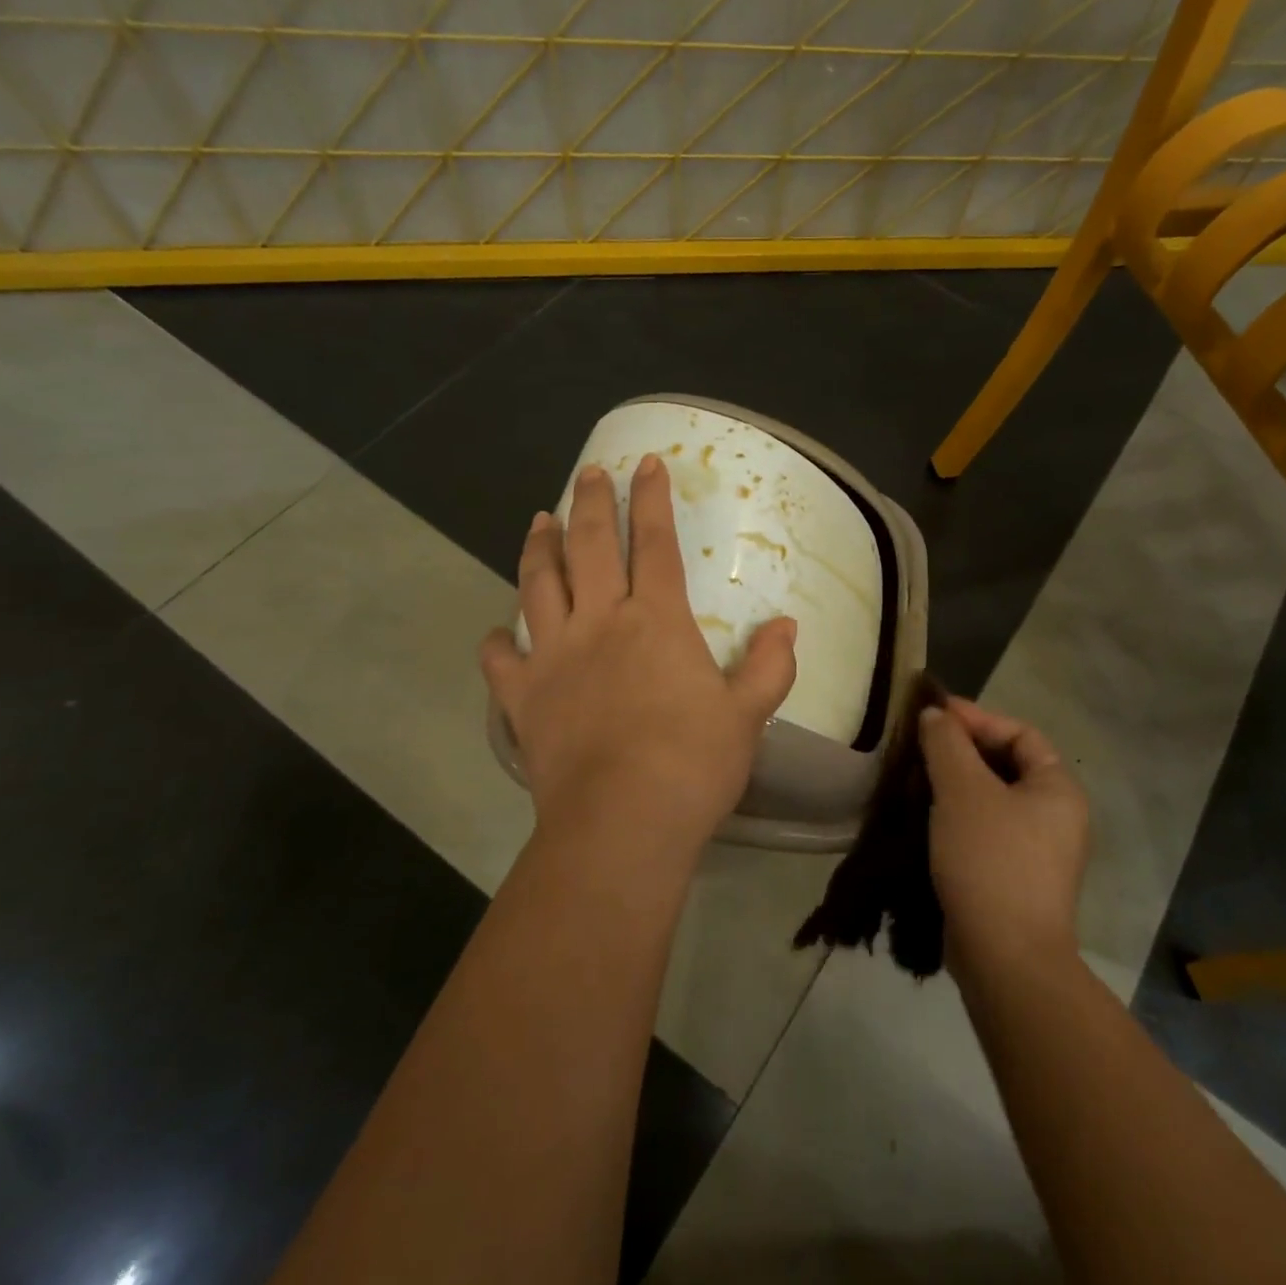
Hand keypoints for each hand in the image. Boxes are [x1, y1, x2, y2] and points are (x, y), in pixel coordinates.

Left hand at [480, 454, 797, 865]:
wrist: (622, 821)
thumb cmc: (693, 764)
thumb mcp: (747, 715)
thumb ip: (769, 666)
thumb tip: (788, 626)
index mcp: (655, 620)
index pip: (655, 543)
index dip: (652, 499)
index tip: (646, 463)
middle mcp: (599, 622)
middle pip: (589, 546)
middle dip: (590, 502)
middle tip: (588, 471)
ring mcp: (554, 656)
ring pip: (539, 585)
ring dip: (538, 548)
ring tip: (538, 521)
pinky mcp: (523, 697)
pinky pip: (501, 660)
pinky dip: (497, 642)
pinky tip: (497, 632)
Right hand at [920, 698, 1089, 960]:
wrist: (1006, 958)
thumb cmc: (990, 859)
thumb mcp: (963, 790)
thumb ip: (947, 743)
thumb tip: (935, 714)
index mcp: (1057, 789)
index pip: (1019, 734)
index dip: (977, 718)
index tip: (933, 715)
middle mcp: (1055, 816)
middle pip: (1005, 765)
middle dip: (961, 751)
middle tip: (919, 745)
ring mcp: (1036, 851)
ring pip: (991, 799)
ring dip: (953, 783)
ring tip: (913, 778)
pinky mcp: (1013, 878)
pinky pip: (984, 830)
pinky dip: (955, 816)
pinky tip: (923, 816)